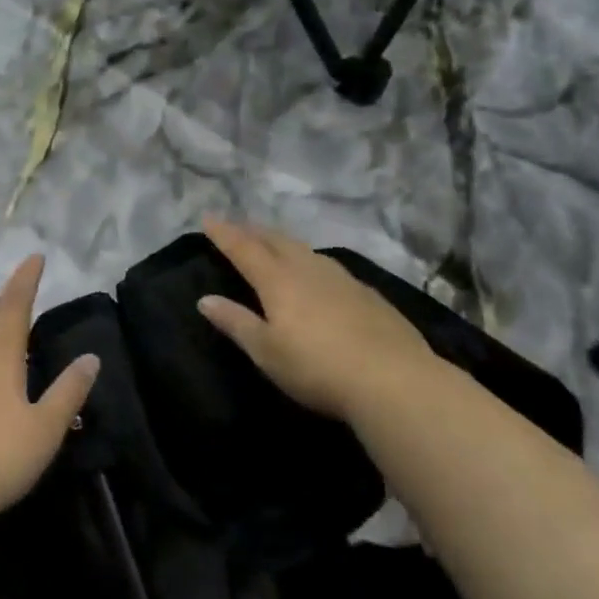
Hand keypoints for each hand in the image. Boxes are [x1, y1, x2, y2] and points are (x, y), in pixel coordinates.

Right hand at [196, 217, 444, 422]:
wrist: (394, 380)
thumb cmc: (317, 368)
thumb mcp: (267, 352)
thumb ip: (236, 322)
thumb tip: (205, 299)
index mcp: (279, 281)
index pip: (244, 249)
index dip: (225, 233)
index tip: (208, 217)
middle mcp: (309, 269)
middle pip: (276, 241)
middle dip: (254, 231)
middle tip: (238, 226)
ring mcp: (342, 278)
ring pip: (305, 249)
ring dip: (283, 241)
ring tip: (273, 242)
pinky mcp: (367, 293)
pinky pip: (328, 265)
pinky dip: (310, 260)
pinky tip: (317, 272)